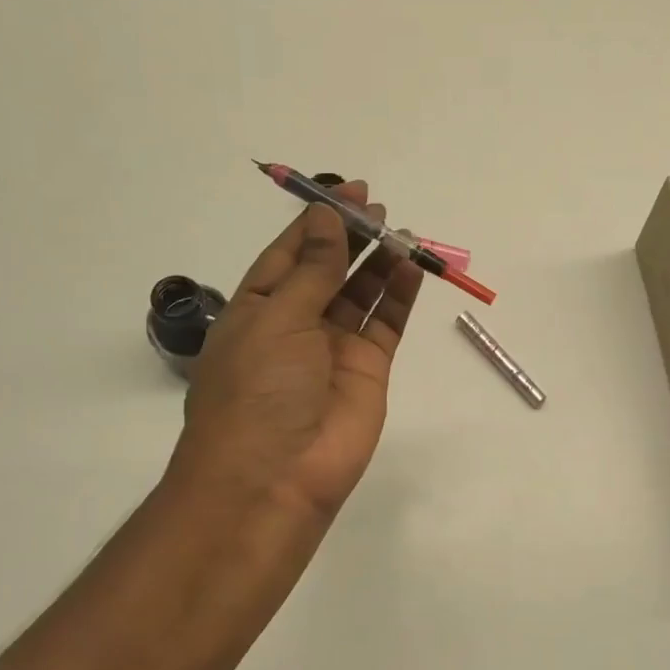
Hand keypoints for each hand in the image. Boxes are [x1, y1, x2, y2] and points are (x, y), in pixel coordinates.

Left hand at [169, 180, 421, 527]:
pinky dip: (400, 295)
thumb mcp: (277, 318)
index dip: (317, 221)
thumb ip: (312, 269)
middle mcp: (297, 324)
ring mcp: (335, 347)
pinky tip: (411, 267)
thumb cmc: (258, 390)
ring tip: (402, 232)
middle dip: (352, 237)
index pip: (290, 254)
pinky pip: (387, 323)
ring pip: (362, 293)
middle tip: (379, 207)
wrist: (275, 478)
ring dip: (380, 262)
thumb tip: (326, 218)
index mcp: (258, 308)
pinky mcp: (369, 369)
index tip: (347, 190)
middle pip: (329, 269)